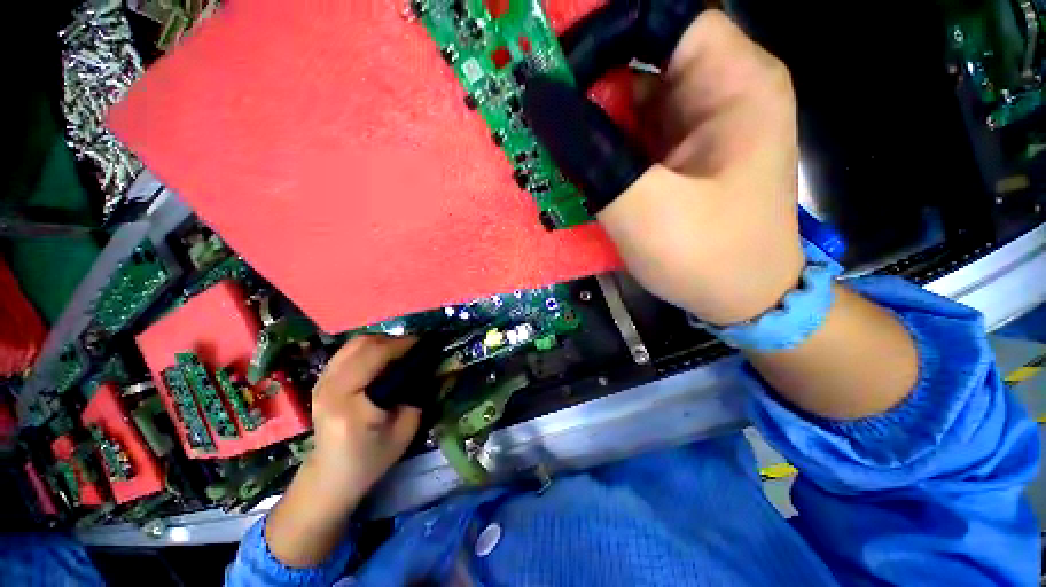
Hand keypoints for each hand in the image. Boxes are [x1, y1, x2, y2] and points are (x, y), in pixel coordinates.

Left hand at [265, 335, 419, 567]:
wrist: (330, 476)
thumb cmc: (370, 458)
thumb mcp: (405, 430)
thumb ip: (418, 394)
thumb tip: (430, 365)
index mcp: (348, 402)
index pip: (375, 356)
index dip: (403, 345)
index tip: (426, 344)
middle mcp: (329, 386)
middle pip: (364, 344)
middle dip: (394, 340)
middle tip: (416, 348)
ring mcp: (321, 381)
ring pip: (356, 343)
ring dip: (383, 341)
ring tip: (401, 352)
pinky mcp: (322, 380)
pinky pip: (349, 351)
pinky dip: (370, 348)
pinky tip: (383, 359)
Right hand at [526, 10, 803, 325]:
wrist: (742, 301)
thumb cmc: (708, 258)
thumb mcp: (645, 207)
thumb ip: (593, 153)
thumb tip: (540, 99)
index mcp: (734, 85)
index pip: (661, 19)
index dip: (602, 37)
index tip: (554, 81)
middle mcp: (719, 93)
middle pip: (641, 60)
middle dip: (586, 89)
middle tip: (541, 124)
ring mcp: (697, 127)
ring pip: (630, 102)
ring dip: (588, 125)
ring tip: (551, 151)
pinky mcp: (678, 157)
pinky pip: (630, 136)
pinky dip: (599, 148)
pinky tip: (576, 170)